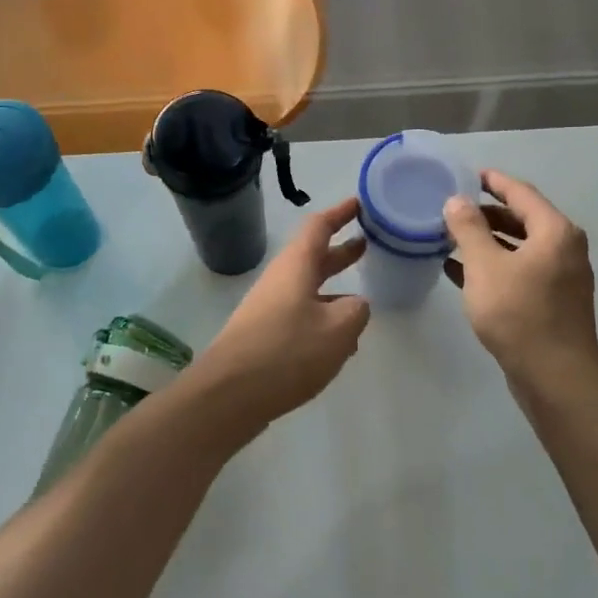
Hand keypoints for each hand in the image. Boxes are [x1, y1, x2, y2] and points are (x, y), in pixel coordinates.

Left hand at [187, 197, 371, 434]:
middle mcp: (280, 281)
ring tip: (364, 301)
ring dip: (334, 290)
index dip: (340, 213)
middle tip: (368, 244)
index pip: (319, 226)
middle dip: (341, 252)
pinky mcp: (265, 337)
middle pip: (313, 257)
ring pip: (308, 291)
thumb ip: (356, 311)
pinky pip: (301, 318)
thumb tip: (354, 305)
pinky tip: (340, 344)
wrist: (229, 394)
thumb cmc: (286, 351)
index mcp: (295, 266)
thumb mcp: (337, 329)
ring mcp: (270, 309)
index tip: (360, 203)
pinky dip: (323, 321)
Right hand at [444, 171, 597, 385]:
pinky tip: (460, 272)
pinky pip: (519, 271)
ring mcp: (560, 277)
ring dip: (487, 241)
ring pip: (518, 247)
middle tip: (452, 210)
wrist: (554, 375)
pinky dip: (493, 266)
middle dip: (486, 213)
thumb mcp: (485, 266)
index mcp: (554, 232)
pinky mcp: (552, 302)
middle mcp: (564, 249)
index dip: (493, 181)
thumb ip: (468, 229)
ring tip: (451, 239)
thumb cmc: (518, 313)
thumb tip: (456, 200)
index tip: (466, 175)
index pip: (521, 193)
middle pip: (522, 218)